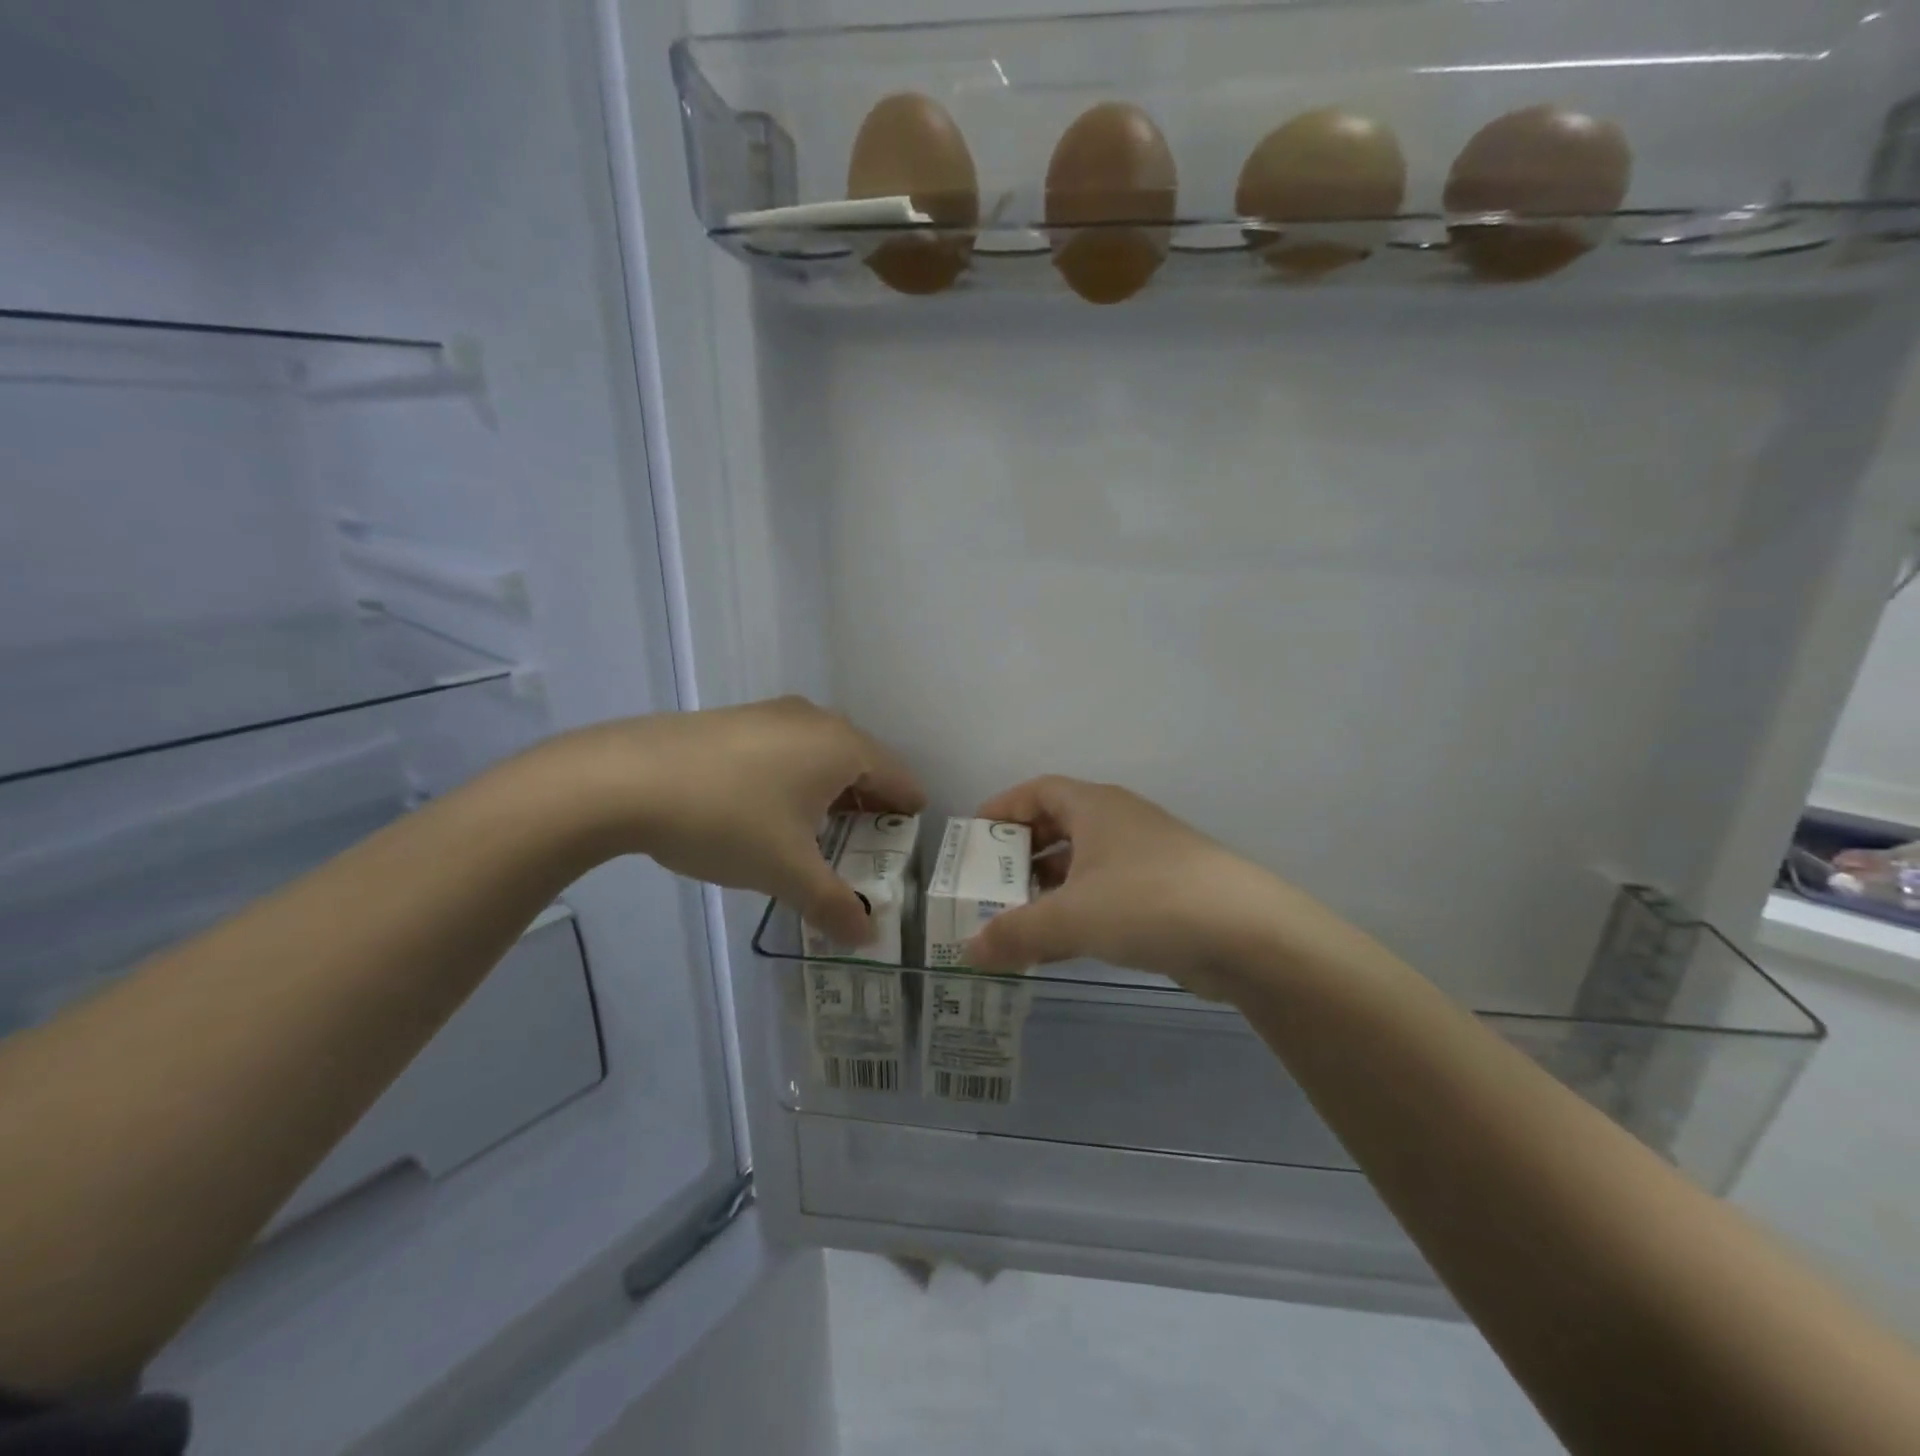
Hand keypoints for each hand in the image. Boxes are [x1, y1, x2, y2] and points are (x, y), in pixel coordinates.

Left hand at [521, 698, 924, 943]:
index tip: (911, 838)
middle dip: (869, 805)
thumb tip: (866, 938)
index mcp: (843, 747)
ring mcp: (772, 714)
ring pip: (820, 755)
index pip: (898, 776)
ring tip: (821, 833)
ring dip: (830, 792)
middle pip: (862, 764)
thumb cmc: (727, 819)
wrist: (625, 779)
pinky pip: (786, 750)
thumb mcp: (785, 871)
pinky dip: (795, 779)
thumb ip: (833, 905)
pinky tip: (770, 810)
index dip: (909, 809)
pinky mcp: (735, 720)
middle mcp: (815, 720)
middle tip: (869, 846)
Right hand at [965, 777, 1365, 1001]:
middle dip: (1020, 855)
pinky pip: (1104, 896)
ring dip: (1047, 890)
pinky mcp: (1163, 895)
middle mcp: (1119, 823)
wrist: (1247, 934)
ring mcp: (1144, 859)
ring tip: (1013, 920)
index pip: (1037, 790)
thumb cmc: (1147, 902)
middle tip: (987, 885)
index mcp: (1095, 806)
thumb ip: (1015, 933)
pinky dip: (1076, 914)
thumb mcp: (1071, 917)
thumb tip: (969, 952)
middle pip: (1057, 827)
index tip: (972, 838)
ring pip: (1082, 865)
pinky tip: (1056, 947)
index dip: (1002, 808)